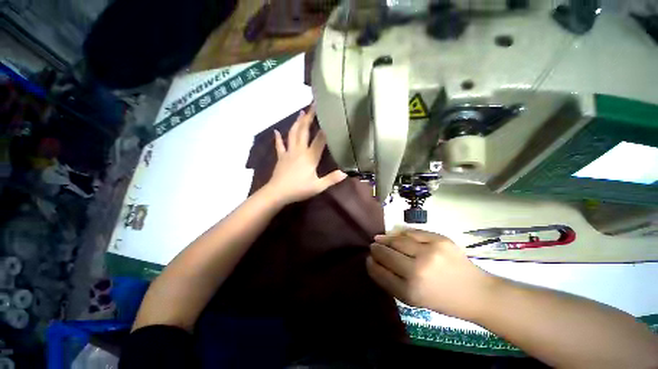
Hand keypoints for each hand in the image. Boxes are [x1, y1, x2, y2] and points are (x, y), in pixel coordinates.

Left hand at [265, 105, 346, 204]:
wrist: (277, 193)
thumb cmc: (299, 189)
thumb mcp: (318, 186)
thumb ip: (331, 179)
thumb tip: (346, 173)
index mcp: (310, 157)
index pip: (319, 140)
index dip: (325, 129)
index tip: (329, 117)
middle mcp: (299, 150)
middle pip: (304, 131)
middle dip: (309, 118)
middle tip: (312, 106)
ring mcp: (289, 152)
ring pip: (292, 134)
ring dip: (297, 122)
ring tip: (301, 112)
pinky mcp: (281, 157)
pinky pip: (279, 145)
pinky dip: (278, 138)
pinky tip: (275, 131)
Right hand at [367, 229, 496, 320]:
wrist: (477, 293)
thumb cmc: (443, 300)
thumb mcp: (415, 301)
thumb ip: (392, 282)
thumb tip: (375, 262)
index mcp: (411, 292)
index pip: (381, 273)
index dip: (371, 264)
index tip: (368, 259)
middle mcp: (418, 271)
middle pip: (387, 254)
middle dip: (376, 249)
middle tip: (372, 246)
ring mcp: (429, 252)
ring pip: (397, 240)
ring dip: (385, 239)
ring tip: (380, 238)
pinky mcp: (439, 240)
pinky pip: (412, 233)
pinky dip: (401, 234)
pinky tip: (397, 236)